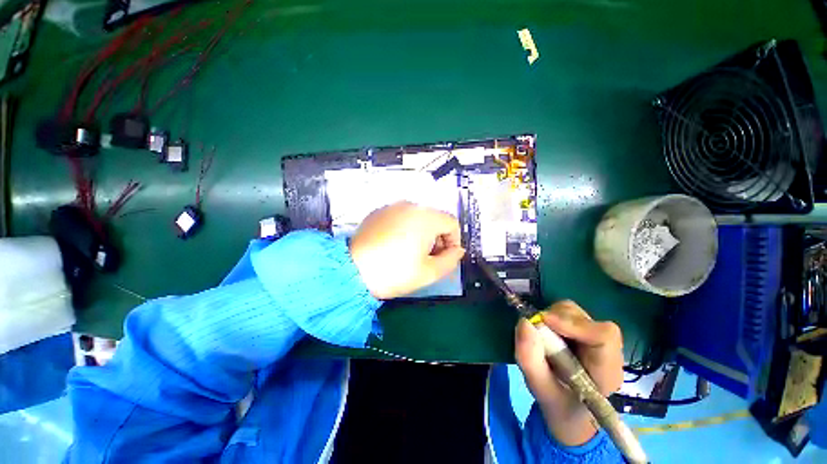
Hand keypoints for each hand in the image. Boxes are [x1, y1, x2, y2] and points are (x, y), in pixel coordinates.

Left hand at [349, 201, 465, 299]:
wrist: (352, 271)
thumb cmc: (394, 272)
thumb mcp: (429, 272)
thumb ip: (451, 260)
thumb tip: (458, 250)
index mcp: (426, 217)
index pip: (451, 223)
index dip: (454, 241)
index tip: (445, 257)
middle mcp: (410, 205)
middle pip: (435, 218)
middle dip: (438, 237)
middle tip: (430, 257)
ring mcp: (392, 206)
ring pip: (418, 217)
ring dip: (422, 232)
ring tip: (411, 252)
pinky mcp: (378, 212)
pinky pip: (400, 217)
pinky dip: (405, 228)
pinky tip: (395, 245)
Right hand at [515, 300, 623, 445]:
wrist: (569, 413)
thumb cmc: (559, 406)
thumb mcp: (541, 390)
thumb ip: (530, 360)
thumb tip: (524, 322)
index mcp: (606, 371)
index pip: (604, 336)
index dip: (574, 324)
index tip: (544, 321)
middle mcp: (606, 350)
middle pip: (585, 319)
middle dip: (556, 319)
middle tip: (537, 331)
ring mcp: (594, 338)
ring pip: (574, 312)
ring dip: (551, 318)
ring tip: (540, 337)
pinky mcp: (582, 331)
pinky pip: (565, 314)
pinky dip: (549, 318)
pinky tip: (545, 335)